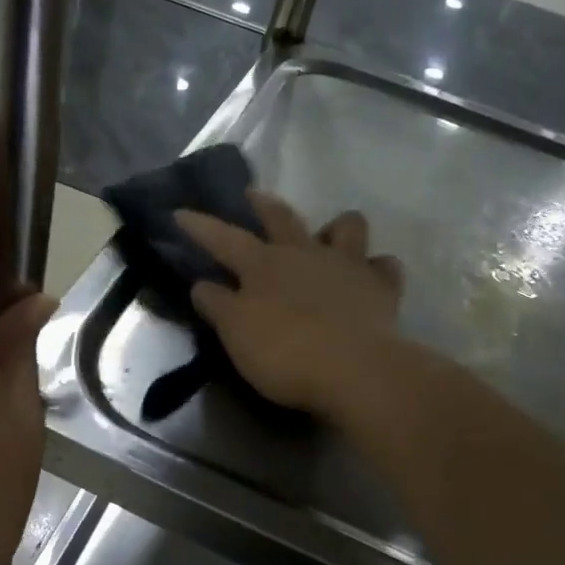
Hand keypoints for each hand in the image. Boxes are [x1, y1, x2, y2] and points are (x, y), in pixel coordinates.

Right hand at [175, 190, 402, 419]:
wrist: (355, 370)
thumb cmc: (286, 353)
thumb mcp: (236, 334)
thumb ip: (217, 306)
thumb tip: (202, 284)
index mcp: (264, 265)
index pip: (223, 238)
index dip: (200, 226)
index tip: (180, 212)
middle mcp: (304, 254)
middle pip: (282, 218)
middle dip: (264, 204)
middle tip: (253, 194)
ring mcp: (348, 266)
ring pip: (347, 227)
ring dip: (336, 228)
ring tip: (329, 237)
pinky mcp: (382, 288)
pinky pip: (385, 266)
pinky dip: (376, 269)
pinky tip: (371, 278)